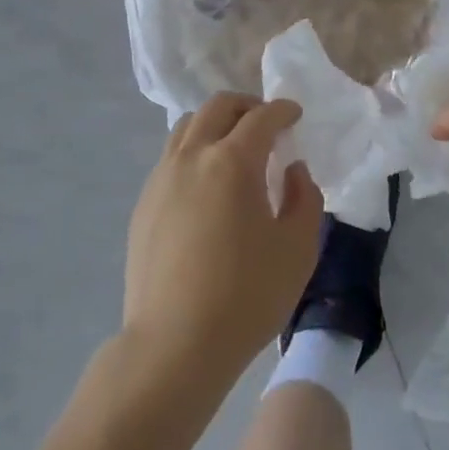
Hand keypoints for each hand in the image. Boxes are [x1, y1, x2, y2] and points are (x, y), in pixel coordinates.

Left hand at [123, 93, 322, 392]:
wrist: (175, 344)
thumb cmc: (246, 296)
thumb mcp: (298, 249)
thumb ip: (304, 198)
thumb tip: (292, 170)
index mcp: (232, 162)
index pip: (261, 118)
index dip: (282, 110)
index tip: (294, 114)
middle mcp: (192, 157)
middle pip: (217, 107)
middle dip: (246, 106)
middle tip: (266, 123)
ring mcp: (161, 178)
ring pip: (187, 127)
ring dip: (215, 124)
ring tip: (233, 147)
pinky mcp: (144, 203)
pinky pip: (170, 156)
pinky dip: (193, 150)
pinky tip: (206, 182)